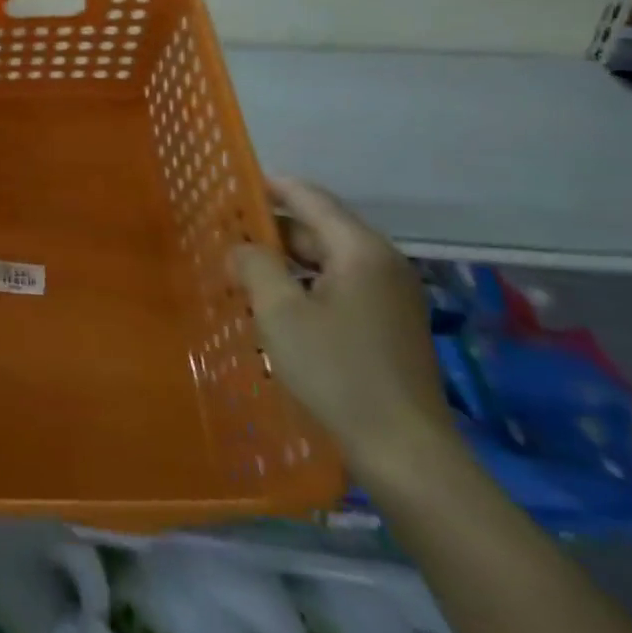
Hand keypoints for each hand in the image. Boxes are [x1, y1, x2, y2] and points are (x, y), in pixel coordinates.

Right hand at [230, 177, 455, 478]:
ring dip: (287, 260)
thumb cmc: (337, 371)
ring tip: (243, 267)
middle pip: (320, 229)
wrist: (404, 451)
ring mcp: (391, 297)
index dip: (273, 187)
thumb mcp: (280, 312)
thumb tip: (242, 247)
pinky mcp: (390, 325)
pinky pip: (340, 287)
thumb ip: (256, 266)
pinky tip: (277, 302)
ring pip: (329, 261)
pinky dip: (306, 284)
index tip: (235, 181)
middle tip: (227, 232)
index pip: (311, 199)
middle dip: (273, 229)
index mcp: (361, 251)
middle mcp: (382, 264)